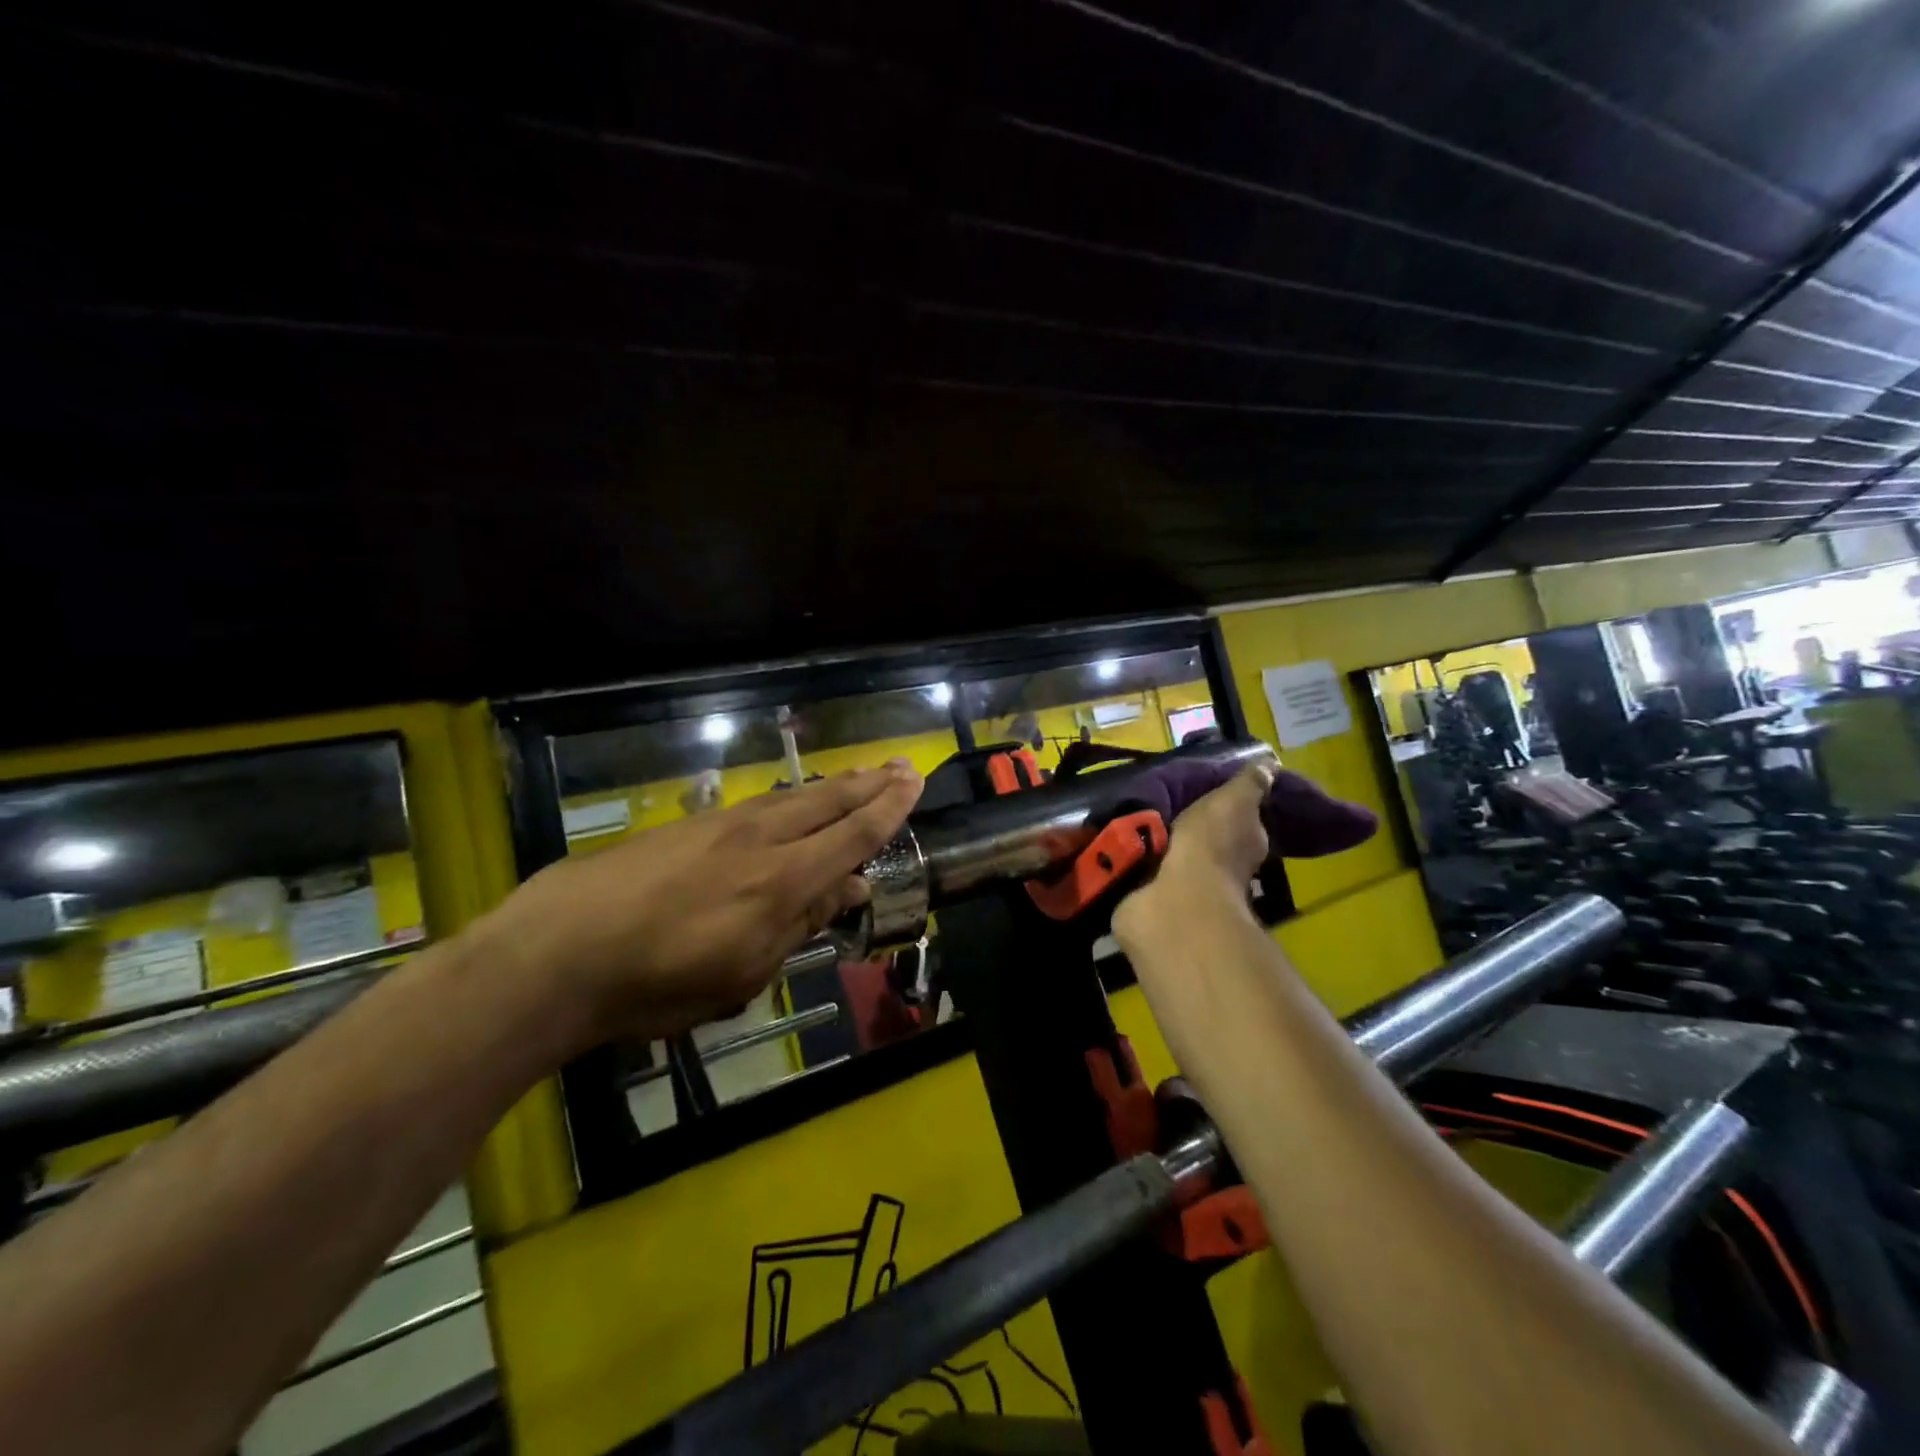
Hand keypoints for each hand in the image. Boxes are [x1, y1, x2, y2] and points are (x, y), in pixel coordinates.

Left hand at [477, 761, 923, 1048]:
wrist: (558, 952)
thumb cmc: (659, 982)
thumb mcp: (743, 972)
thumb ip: (799, 924)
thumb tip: (845, 888)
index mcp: (782, 880)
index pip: (851, 835)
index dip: (887, 810)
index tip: (912, 783)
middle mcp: (760, 840)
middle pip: (826, 801)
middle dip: (867, 784)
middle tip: (898, 766)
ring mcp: (720, 826)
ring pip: (791, 797)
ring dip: (830, 786)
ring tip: (856, 777)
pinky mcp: (687, 826)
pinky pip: (755, 806)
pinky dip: (788, 800)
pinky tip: (789, 804)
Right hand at [1113, 765, 1273, 947]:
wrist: (1178, 897)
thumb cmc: (1212, 844)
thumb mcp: (1235, 802)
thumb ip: (1249, 784)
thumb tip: (1271, 763)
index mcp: (1246, 843)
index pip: (1243, 822)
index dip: (1230, 808)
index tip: (1210, 794)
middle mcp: (1224, 868)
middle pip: (1209, 841)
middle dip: (1192, 828)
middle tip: (1166, 804)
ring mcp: (1190, 887)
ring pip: (1178, 856)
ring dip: (1163, 844)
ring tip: (1137, 821)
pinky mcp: (1157, 899)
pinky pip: (1148, 873)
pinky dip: (1139, 862)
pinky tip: (1123, 846)